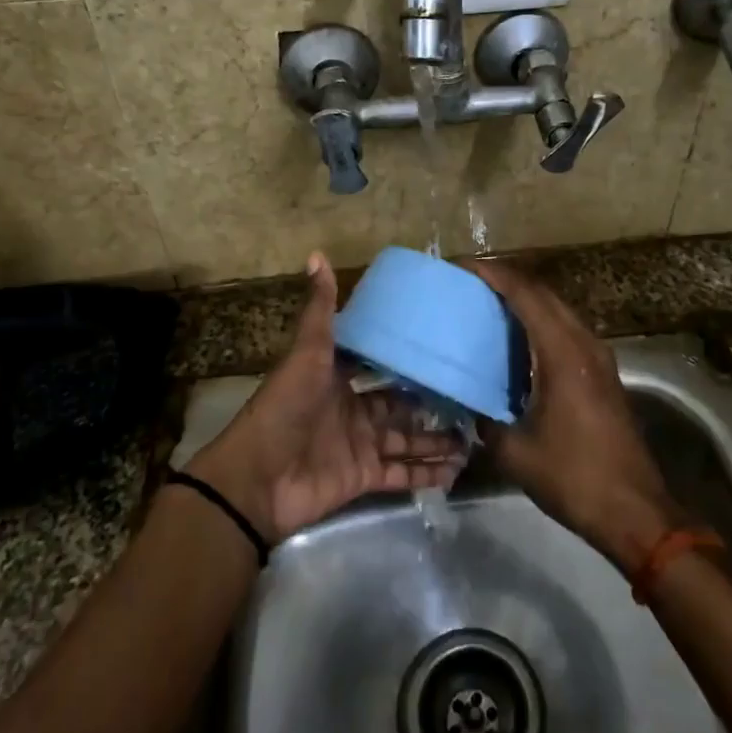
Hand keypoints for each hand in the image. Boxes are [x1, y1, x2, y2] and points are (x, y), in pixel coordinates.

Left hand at [187, 253, 466, 541]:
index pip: (379, 366)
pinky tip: (458, 469)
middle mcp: (352, 411)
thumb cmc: (284, 408)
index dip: (407, 360)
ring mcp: (359, 446)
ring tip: (474, 437)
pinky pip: (402, 475)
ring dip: (436, 440)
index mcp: (338, 379)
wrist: (257, 479)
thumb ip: (320, 310)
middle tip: (471, 396)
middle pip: (400, 405)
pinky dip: (427, 474)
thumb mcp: (307, 353)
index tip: (442, 350)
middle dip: (432, 403)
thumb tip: (317, 254)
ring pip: (407, 440)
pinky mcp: (363, 478)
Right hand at [469, 261, 680, 573]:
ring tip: (487, 306)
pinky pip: (566, 331)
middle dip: (506, 281)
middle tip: (469, 284)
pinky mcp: (603, 374)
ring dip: (525, 301)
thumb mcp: (515, 453)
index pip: (525, 294)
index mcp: (563, 353)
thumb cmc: (574, 477)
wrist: (634, 511)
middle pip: (543, 294)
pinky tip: (517, 344)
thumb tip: (466, 406)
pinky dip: (539, 324)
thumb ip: (485, 421)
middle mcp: (584, 344)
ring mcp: (599, 357)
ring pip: (557, 311)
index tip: (462, 266)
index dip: (493, 274)